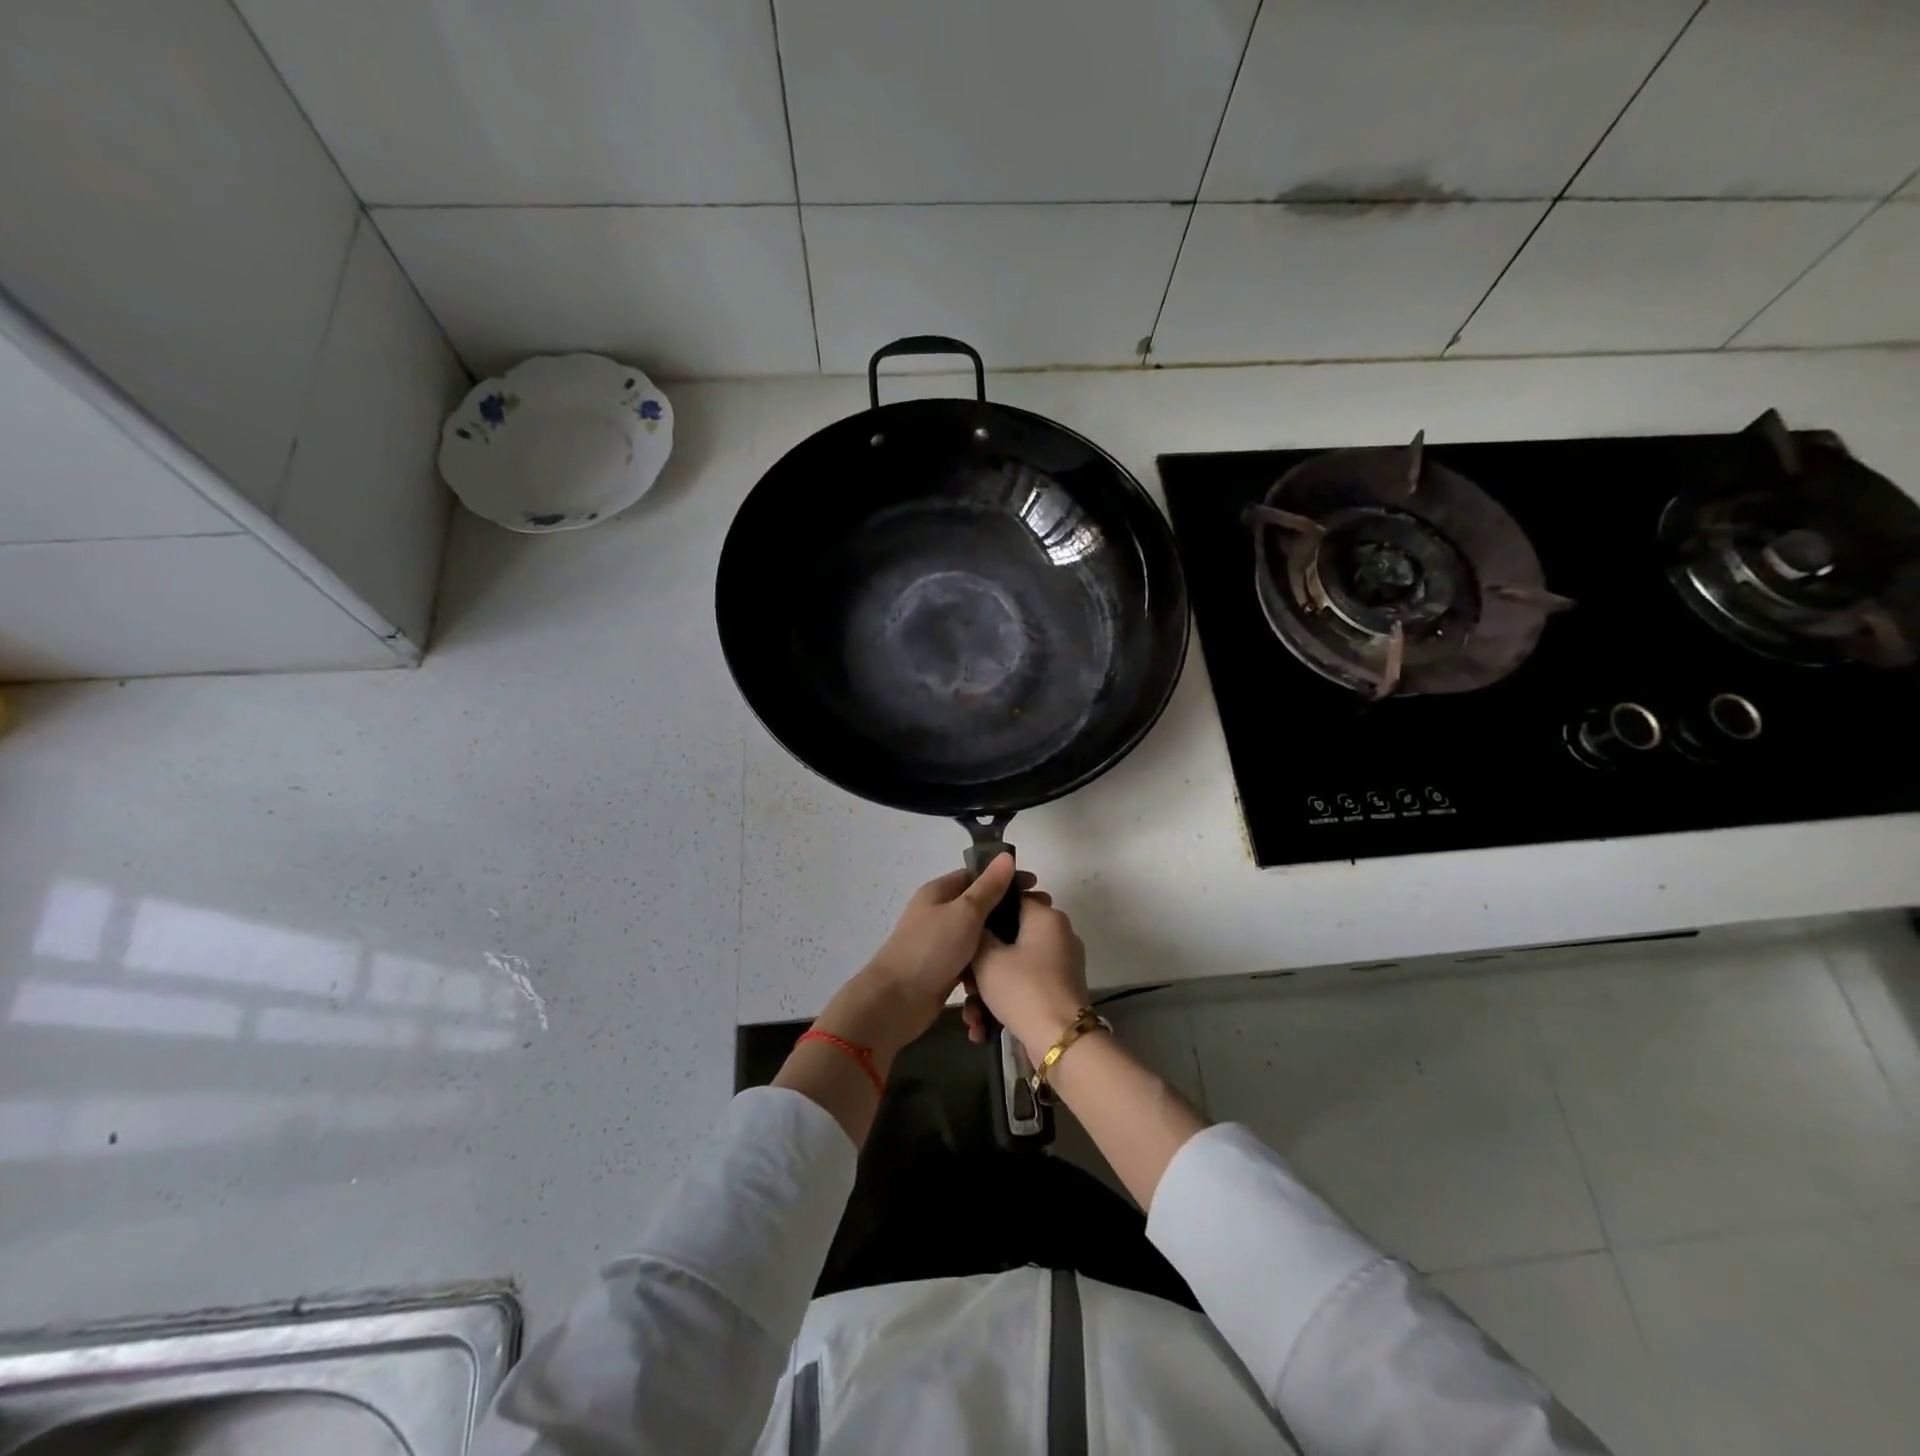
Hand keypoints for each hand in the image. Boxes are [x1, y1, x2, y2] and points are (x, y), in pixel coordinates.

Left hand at [812, 853, 1023, 1066]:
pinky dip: (988, 962)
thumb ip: (989, 887)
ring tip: (1030, 943)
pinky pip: (972, 960)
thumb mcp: (965, 912)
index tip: (1035, 887)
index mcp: (939, 892)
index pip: (977, 876)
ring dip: (1000, 938)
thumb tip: (1006, 856)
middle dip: (1008, 909)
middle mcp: (938, 913)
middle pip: (979, 905)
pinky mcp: (944, 969)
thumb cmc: (932, 948)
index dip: (1006, 878)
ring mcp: (940, 942)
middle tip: (1040, 916)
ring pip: (978, 935)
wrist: (897, 1001)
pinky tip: (1010, 967)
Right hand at [962, 889, 1090, 1059]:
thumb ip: (977, 932)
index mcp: (1046, 917)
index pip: (1009, 899)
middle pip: (1008, 938)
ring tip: (972, 1017)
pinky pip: (1025, 985)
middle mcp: (1058, 934)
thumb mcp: (987, 957)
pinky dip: (1005, 1001)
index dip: (982, 915)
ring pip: (1014, 966)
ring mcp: (1061, 963)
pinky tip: (984, 1027)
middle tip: (965, 985)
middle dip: (980, 965)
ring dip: (988, 990)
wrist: (1059, 1041)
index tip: (962, 935)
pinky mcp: (1059, 989)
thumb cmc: (1022, 989)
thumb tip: (977, 922)